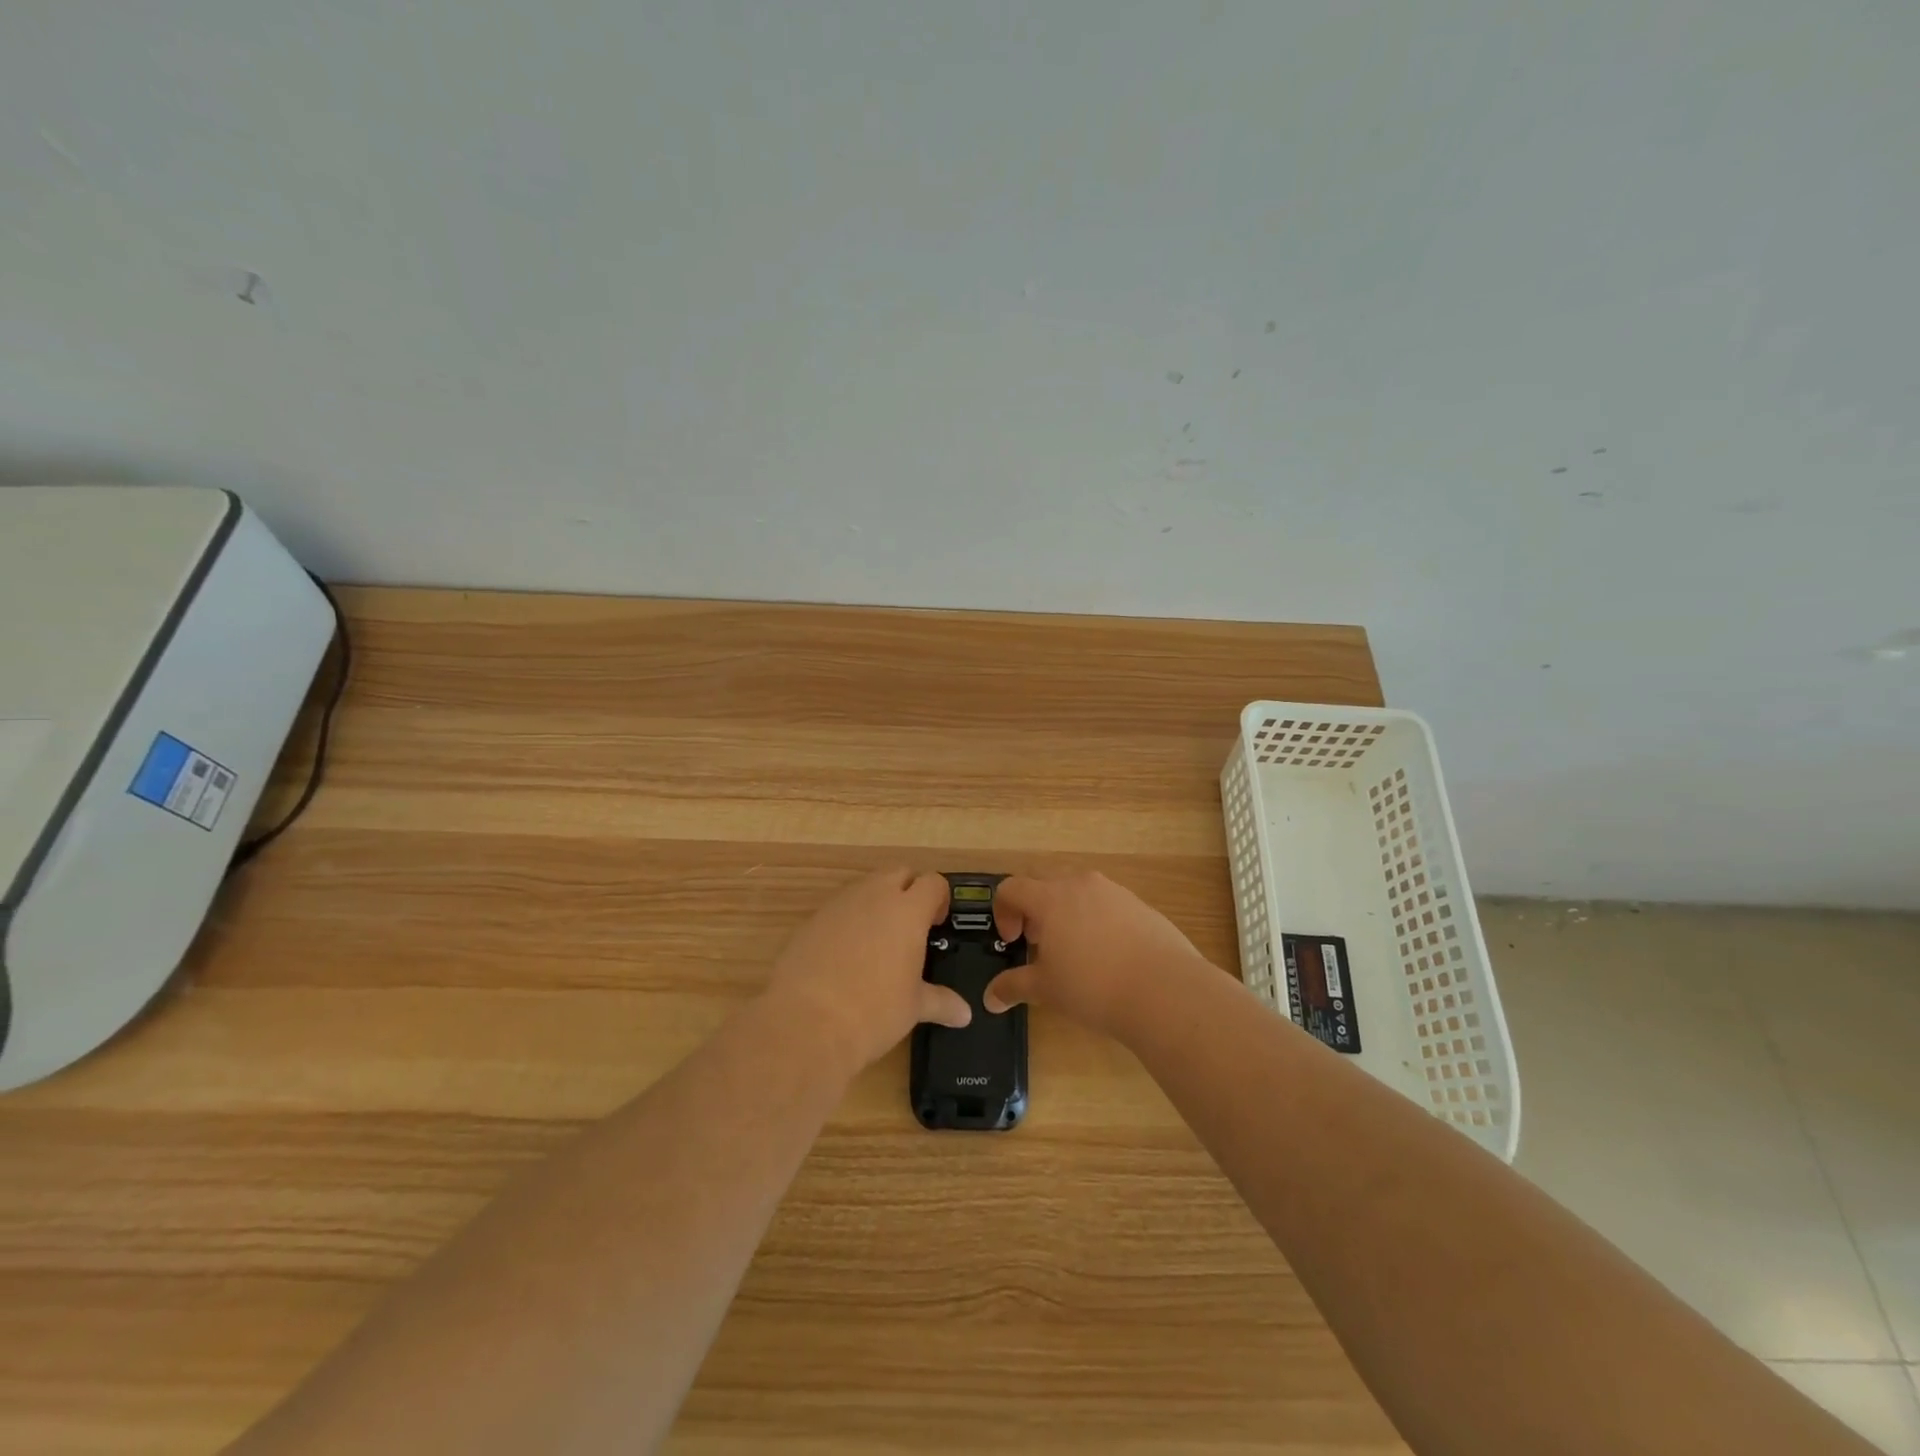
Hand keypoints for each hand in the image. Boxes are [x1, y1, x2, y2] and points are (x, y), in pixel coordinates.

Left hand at [763, 868, 970, 1071]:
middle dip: (909, 891)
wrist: (806, 1022)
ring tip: (879, 941)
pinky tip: (847, 954)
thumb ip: (941, 1002)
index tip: (937, 923)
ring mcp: (839, 904)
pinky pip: (839, 907)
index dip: (939, 898)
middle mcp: (874, 896)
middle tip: (911, 926)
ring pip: (866, 886)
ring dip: (878, 902)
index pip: (933, 882)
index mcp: (908, 910)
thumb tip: (964, 1014)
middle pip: (899, 873)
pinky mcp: (812, 919)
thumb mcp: (913, 1007)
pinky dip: (849, 919)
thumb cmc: (874, 1012)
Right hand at [984, 871, 1207, 1037]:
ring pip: (1077, 890)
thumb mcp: (1046, 990)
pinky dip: (1095, 919)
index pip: (1011, 887)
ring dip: (1065, 912)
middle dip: (1033, 909)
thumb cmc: (1093, 986)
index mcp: (1050, 897)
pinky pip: (1105, 903)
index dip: (1003, 911)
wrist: (1164, 990)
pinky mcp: (1139, 904)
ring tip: (1073, 951)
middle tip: (1038, 943)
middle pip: (1044, 882)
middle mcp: (1080, 884)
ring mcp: (1114, 891)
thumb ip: (1013, 987)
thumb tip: (990, 998)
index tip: (1013, 942)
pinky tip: (1107, 956)